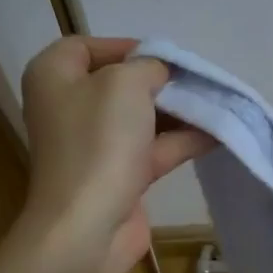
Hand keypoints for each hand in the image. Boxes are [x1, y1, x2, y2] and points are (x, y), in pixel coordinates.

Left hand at [14, 37, 211, 272]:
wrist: (88, 226)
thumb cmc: (98, 143)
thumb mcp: (125, 84)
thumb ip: (148, 66)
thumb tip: (160, 73)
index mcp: (54, 76)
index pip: (88, 46)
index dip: (128, 47)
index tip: (166, 56)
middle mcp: (69, 107)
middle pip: (121, 83)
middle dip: (162, 81)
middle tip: (198, 81)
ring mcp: (95, 145)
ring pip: (142, 118)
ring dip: (179, 111)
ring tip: (217, 104)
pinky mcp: (119, 176)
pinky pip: (154, 148)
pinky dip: (183, 140)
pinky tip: (218, 133)